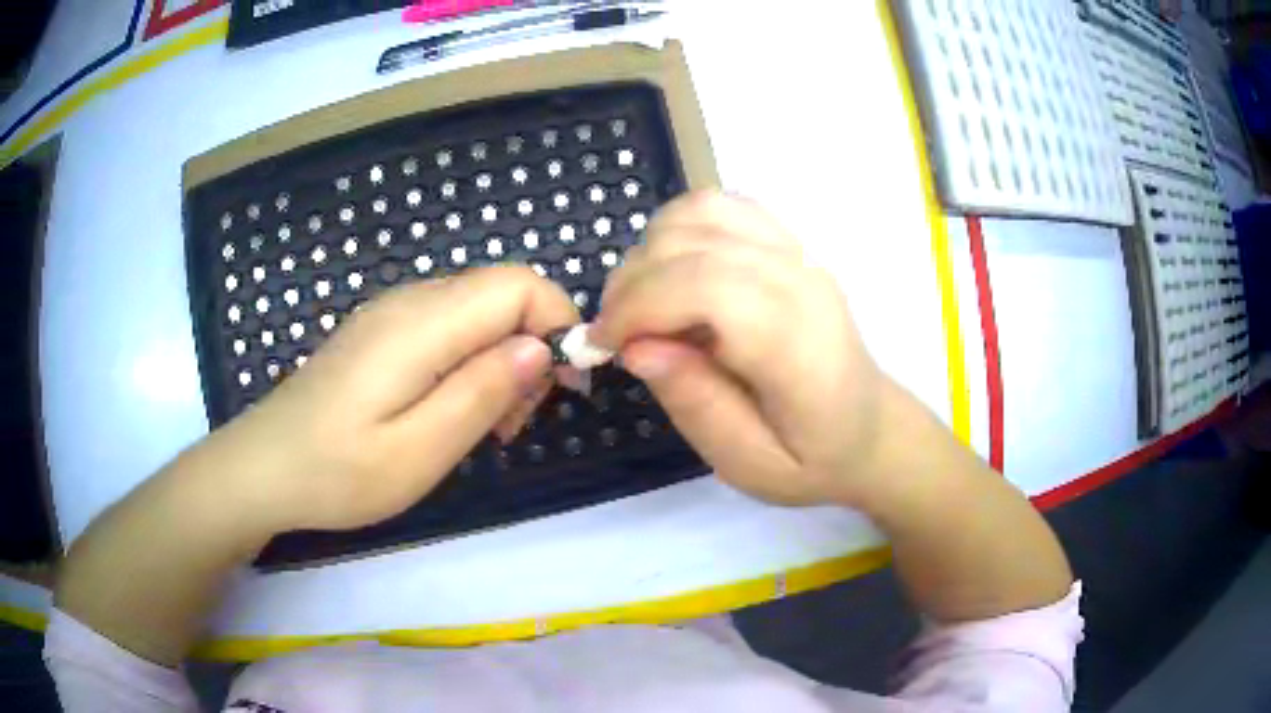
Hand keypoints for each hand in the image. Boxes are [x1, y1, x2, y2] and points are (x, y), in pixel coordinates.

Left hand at [205, 267, 577, 531]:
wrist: (264, 468)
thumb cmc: (338, 471)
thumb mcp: (419, 451)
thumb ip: (482, 392)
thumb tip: (540, 348)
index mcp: (421, 324)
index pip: (518, 284)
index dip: (556, 322)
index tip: (562, 386)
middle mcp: (409, 301)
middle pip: (501, 293)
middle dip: (529, 347)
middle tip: (513, 421)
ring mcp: (390, 313)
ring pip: (477, 310)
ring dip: (500, 359)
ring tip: (484, 426)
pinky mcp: (380, 332)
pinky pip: (446, 327)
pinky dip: (469, 361)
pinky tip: (450, 410)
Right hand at [593, 192, 887, 507]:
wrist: (869, 427)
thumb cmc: (812, 457)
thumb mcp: (751, 465)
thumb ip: (697, 406)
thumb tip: (637, 348)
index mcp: (795, 341)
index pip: (704, 288)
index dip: (638, 307)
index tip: (603, 346)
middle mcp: (798, 279)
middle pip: (692, 243)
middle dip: (631, 284)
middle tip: (616, 335)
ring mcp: (796, 251)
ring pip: (700, 211)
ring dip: (650, 251)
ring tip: (642, 303)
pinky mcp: (788, 242)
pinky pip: (721, 206)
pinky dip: (680, 228)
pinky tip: (674, 271)